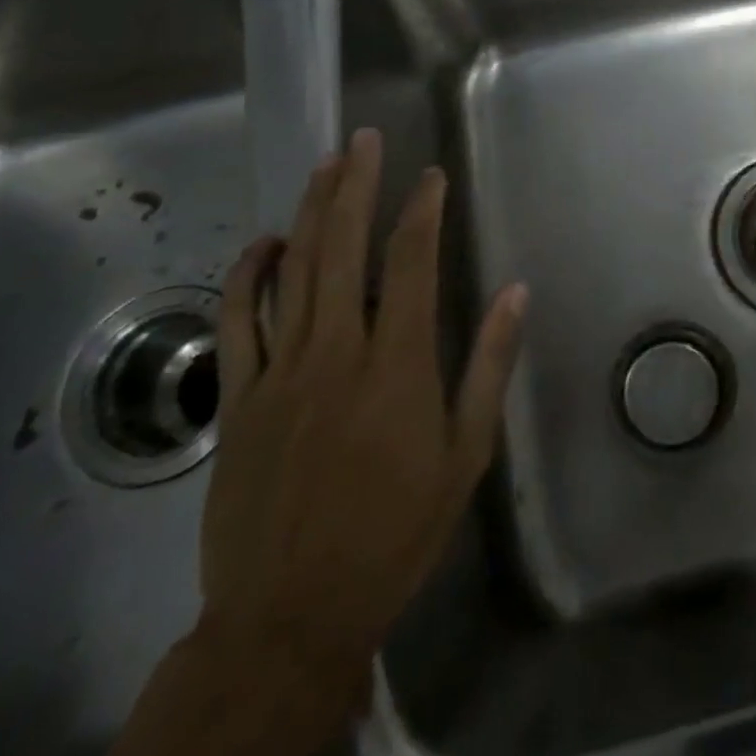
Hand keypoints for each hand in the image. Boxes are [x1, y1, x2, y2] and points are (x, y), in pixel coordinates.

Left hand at [199, 129, 526, 700]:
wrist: (291, 615)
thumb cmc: (395, 532)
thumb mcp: (466, 454)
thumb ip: (489, 367)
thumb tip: (516, 293)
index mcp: (397, 364)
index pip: (410, 263)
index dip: (422, 210)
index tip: (431, 176)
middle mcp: (336, 352)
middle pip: (344, 248)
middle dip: (357, 186)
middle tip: (365, 140)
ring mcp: (279, 372)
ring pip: (292, 271)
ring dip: (311, 212)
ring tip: (327, 166)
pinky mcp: (240, 398)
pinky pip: (239, 320)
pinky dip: (249, 273)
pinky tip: (266, 241)